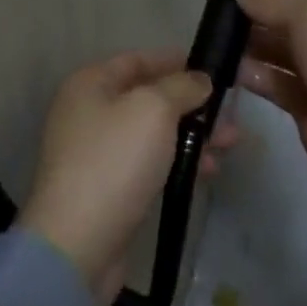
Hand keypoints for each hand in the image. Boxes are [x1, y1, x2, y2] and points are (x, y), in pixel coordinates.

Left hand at [19, 51, 236, 302]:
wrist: (77, 246)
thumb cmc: (114, 161)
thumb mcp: (154, 110)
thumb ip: (181, 87)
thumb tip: (200, 80)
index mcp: (90, 83)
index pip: (138, 60)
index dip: (176, 61)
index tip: (212, 69)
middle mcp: (89, 112)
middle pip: (148, 98)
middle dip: (191, 105)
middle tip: (229, 114)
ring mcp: (96, 153)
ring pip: (152, 133)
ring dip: (190, 135)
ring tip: (228, 145)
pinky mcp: (107, 189)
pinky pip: (148, 163)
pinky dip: (176, 162)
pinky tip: (205, 172)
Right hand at [235, 0, 306, 195]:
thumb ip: (272, 1)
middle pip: (291, 6)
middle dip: (258, 3)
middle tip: (219, 2)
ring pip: (277, 43)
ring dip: (249, 38)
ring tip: (217, 34)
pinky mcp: (306, 98)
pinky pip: (273, 77)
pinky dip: (252, 71)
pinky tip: (228, 66)